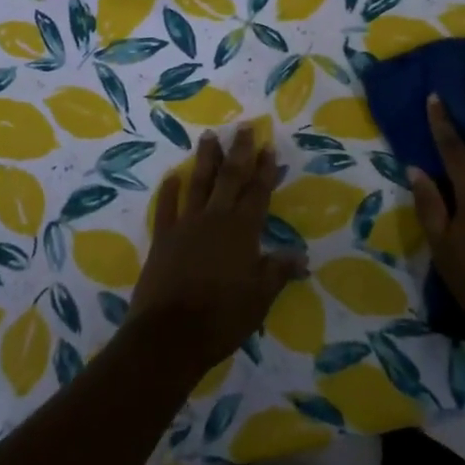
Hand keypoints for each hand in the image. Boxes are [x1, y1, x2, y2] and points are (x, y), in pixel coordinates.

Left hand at [126, 125, 304, 378]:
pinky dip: (169, 190)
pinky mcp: (163, 238)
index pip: (258, 192)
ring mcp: (186, 225)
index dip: (265, 169)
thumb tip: (302, 256)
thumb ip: (278, 271)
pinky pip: (166, 207)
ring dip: (205, 159)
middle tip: (243, 127)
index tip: (269, 146)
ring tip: (209, 135)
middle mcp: (216, 219)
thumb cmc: (222, 318)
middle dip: (239, 151)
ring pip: (198, 183)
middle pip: (230, 178)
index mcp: (242, 230)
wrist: (169, 337)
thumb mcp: (260, 298)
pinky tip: (172, 176)